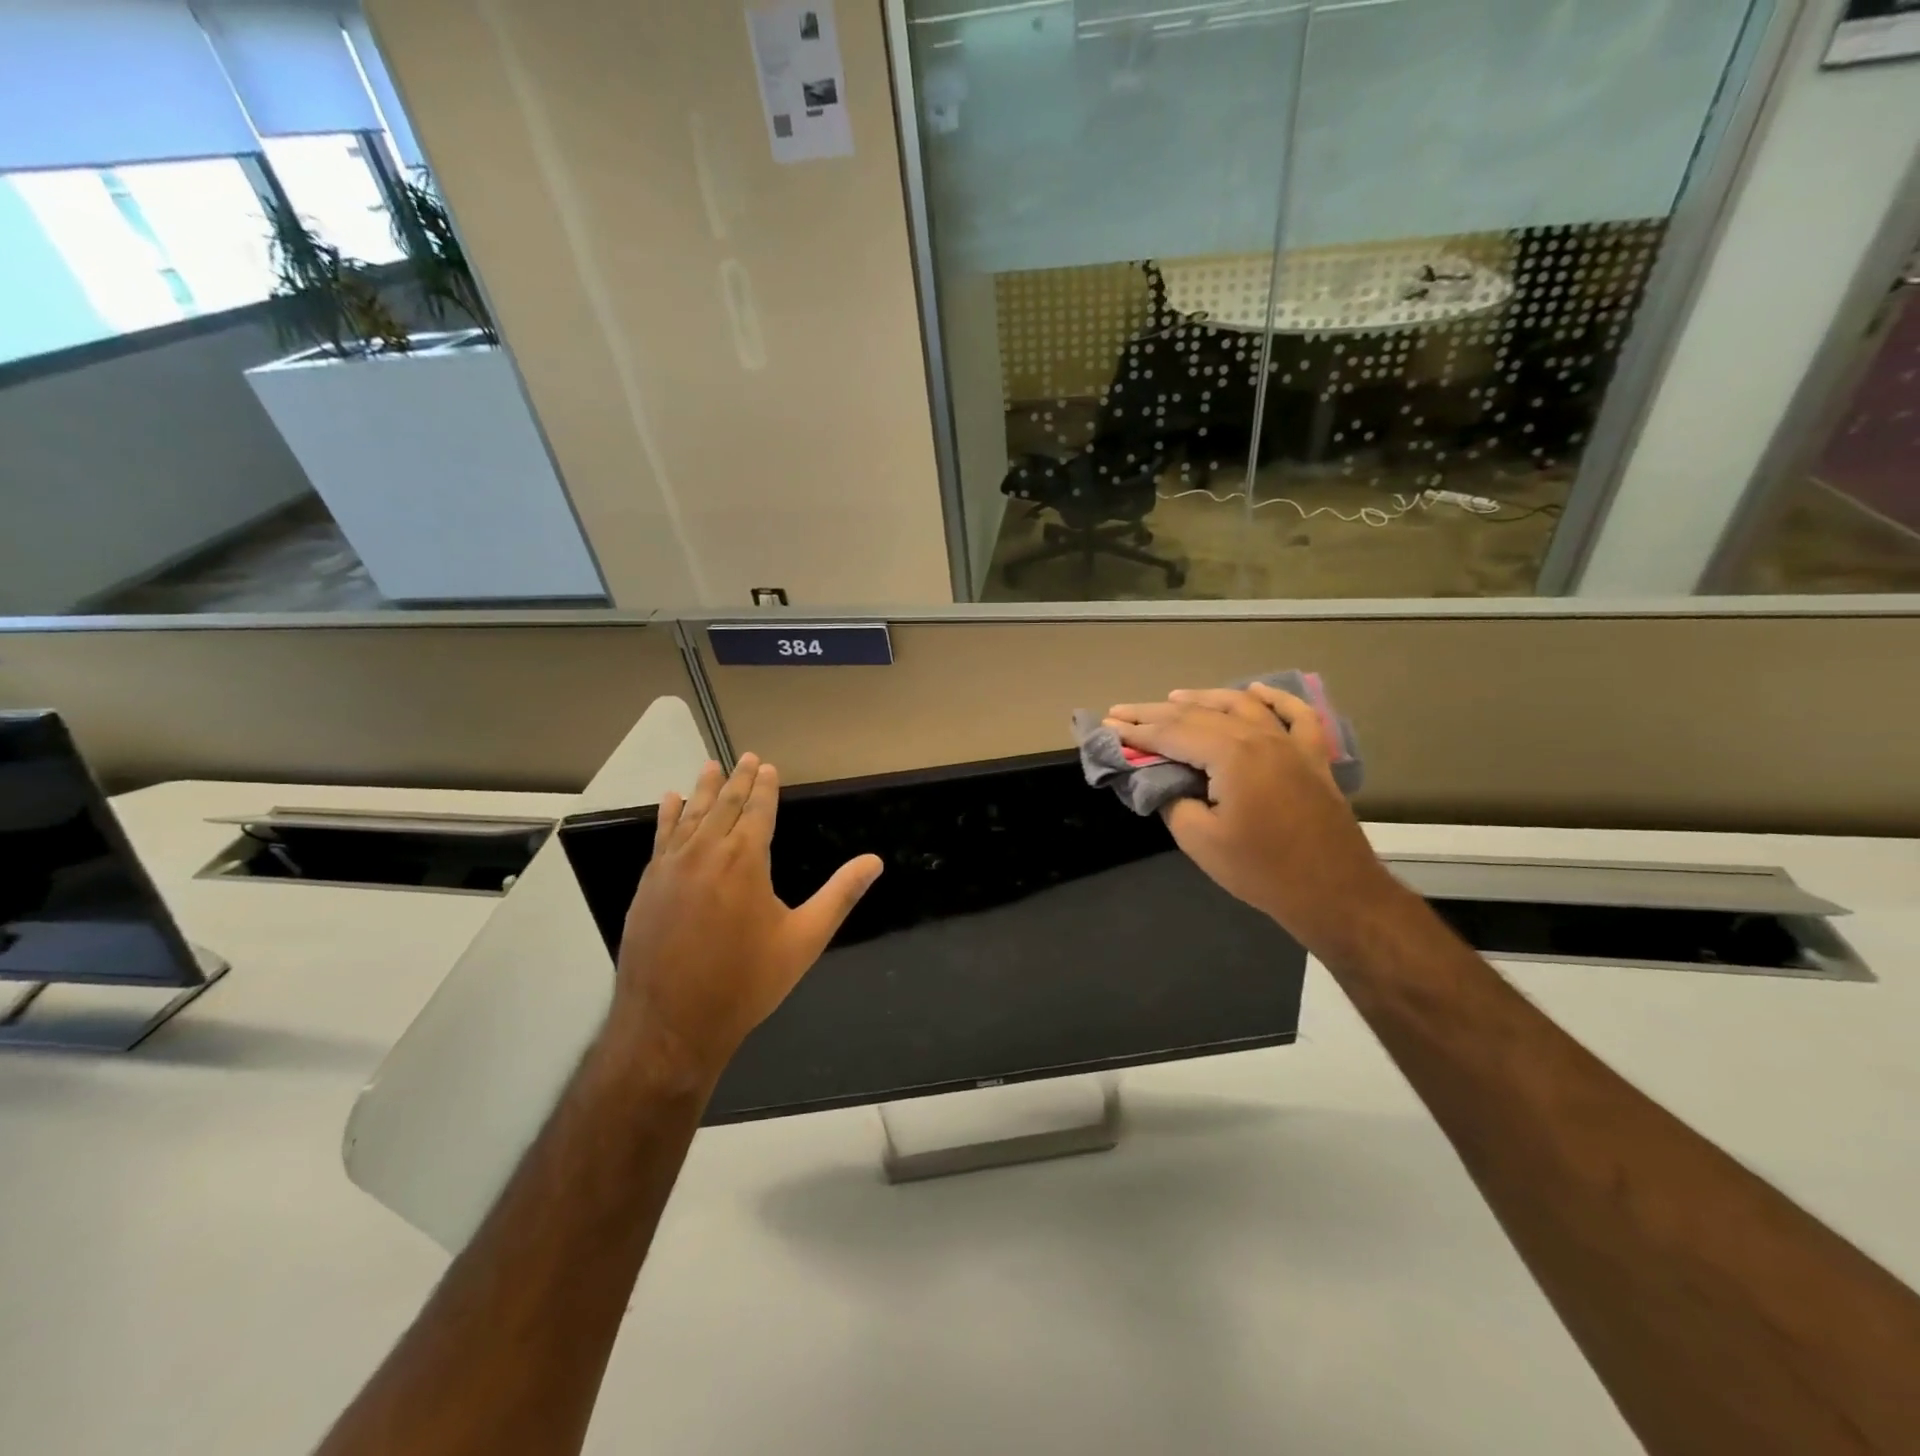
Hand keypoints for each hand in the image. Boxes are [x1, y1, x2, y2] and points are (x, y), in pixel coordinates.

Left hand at [608, 754, 882, 1088]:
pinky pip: (661, 838)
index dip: (764, 787)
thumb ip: (839, 895)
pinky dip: (668, 816)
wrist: (671, 1024)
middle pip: (723, 805)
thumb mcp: (804, 940)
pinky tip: (670, 801)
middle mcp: (706, 853)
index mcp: (745, 860)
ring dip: (703, 789)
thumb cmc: (746, 982)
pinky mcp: (649, 885)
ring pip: (690, 816)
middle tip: (744, 757)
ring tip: (710, 767)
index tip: (767, 766)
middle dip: (736, 779)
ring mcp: (671, 867)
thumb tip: (874, 861)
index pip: (757, 810)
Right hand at [1104, 685, 1401, 955]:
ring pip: (1242, 706)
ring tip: (1173, 697)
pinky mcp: (1313, 758)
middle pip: (1200, 714)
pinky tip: (1255, 691)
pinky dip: (1274, 699)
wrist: (1335, 893)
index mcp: (1231, 754)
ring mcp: (1291, 744)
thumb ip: (1172, 800)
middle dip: (1157, 712)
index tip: (1108, 724)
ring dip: (1204, 698)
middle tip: (1123, 710)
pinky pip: (1295, 715)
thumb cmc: (1262, 870)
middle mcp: (1260, 737)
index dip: (1136, 730)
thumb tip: (1162, 781)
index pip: (1172, 733)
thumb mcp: (1199, 840)